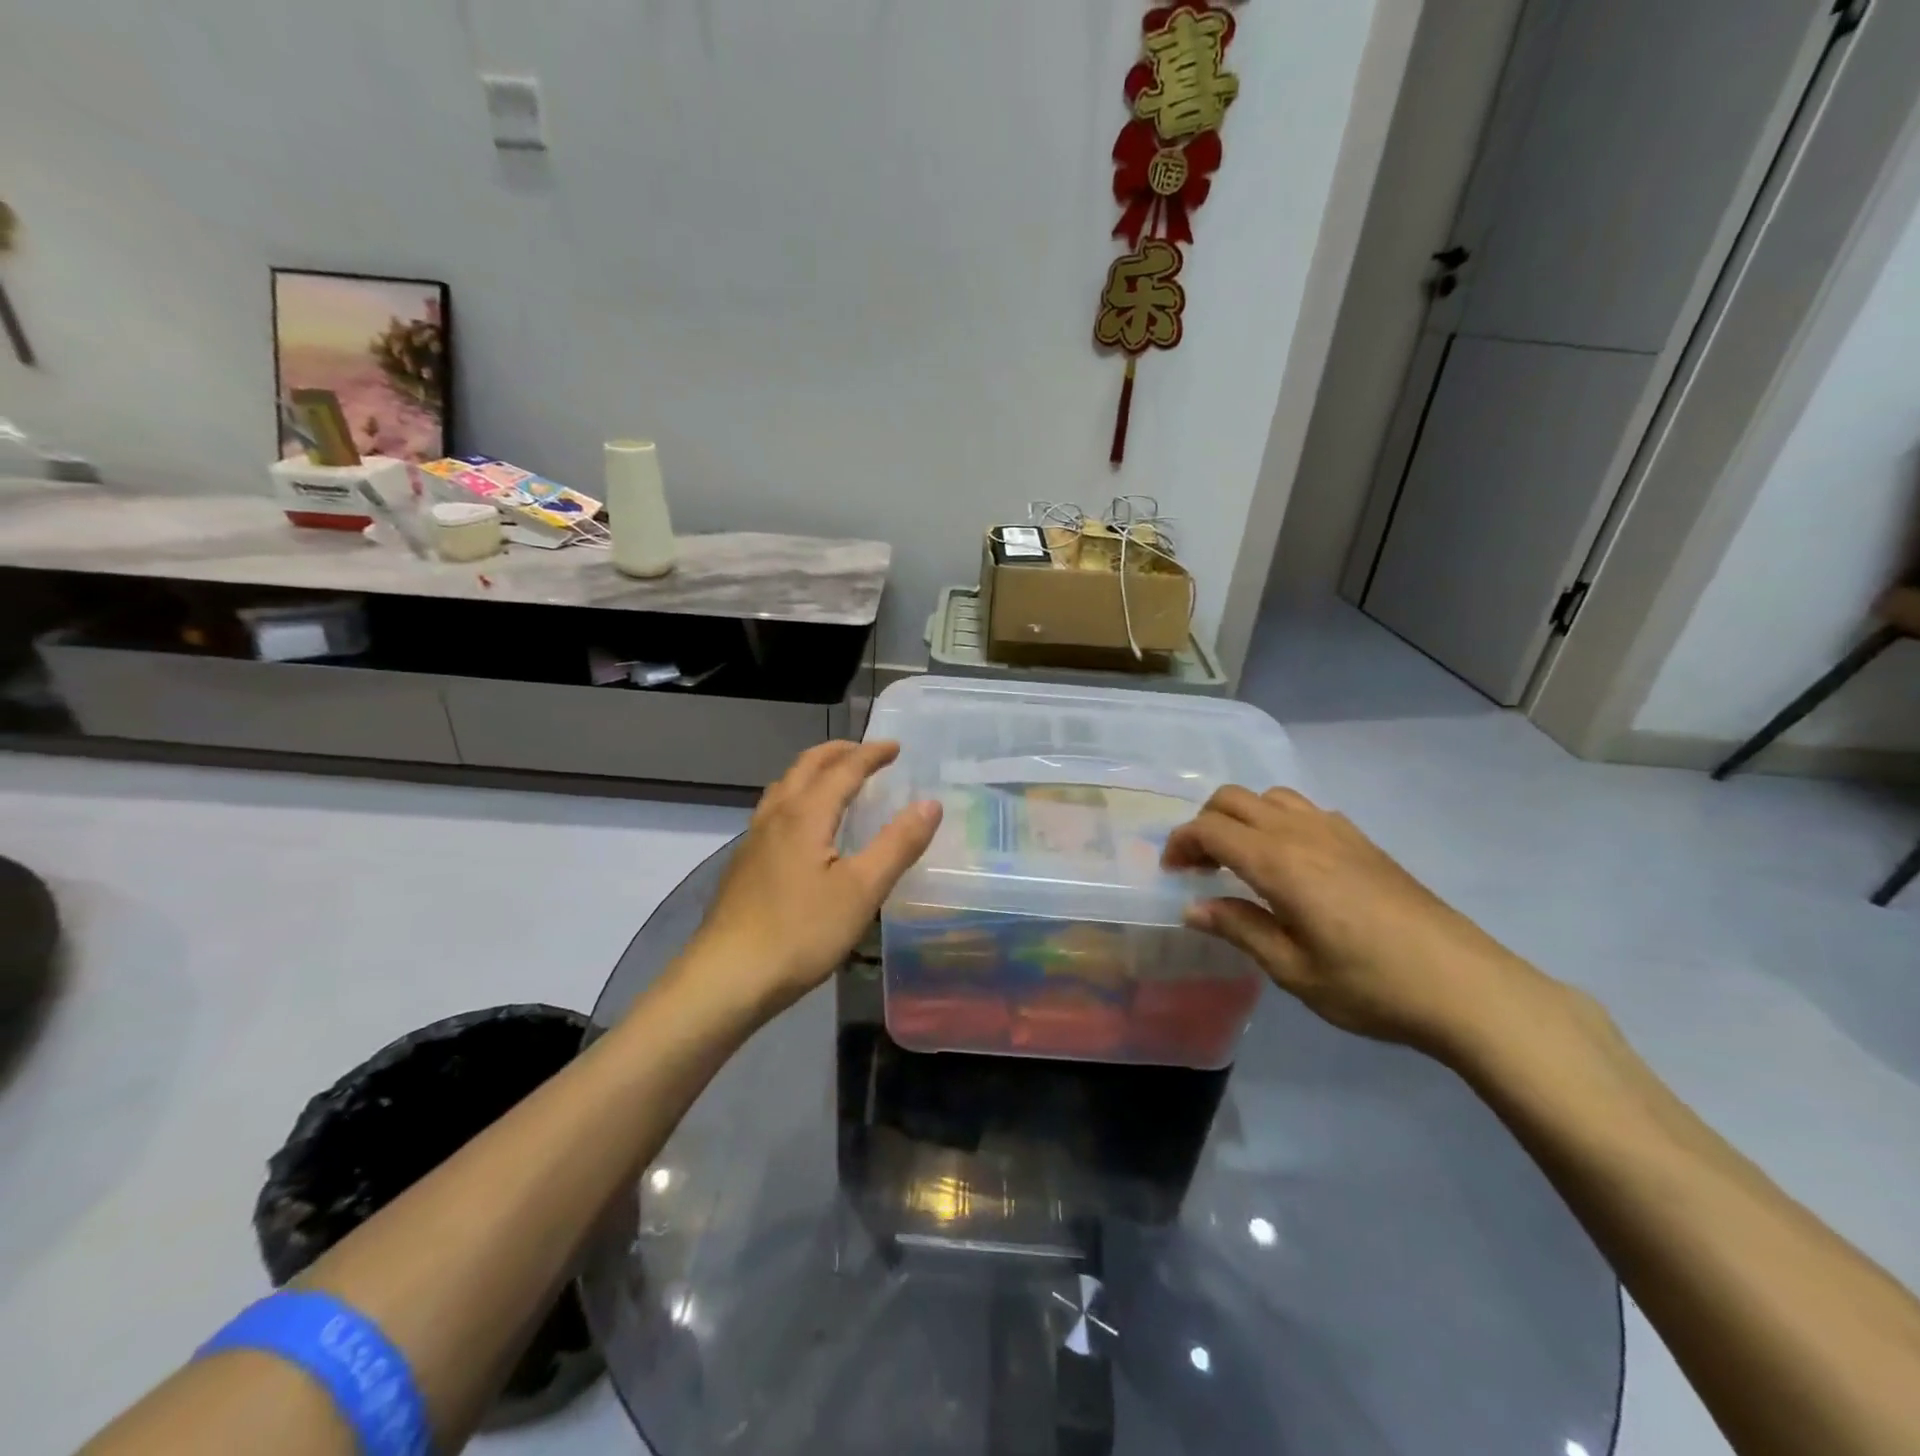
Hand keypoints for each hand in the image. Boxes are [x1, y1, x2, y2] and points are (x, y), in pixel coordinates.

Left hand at [679, 741, 940, 1017]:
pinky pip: (773, 812)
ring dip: (812, 772)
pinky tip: (803, 829)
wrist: (727, 978)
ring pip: (783, 787)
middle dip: (837, 753)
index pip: (844, 769)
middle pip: (806, 767)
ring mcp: (754, 840)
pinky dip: (797, 798)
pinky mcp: (743, 865)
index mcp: (806, 815)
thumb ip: (898, 844)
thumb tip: (930, 803)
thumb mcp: (862, 890)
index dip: (872, 755)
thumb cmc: (801, 932)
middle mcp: (776, 816)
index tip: (896, 747)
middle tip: (865, 753)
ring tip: (835, 781)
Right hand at [1163, 786, 1557, 1057]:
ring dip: (1241, 817)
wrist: (1467, 987)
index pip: (1210, 829)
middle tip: (1198, 866)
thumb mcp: (1293, 970)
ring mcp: (1337, 831)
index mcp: (1279, 862)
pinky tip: (1289, 862)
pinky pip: (1305, 809)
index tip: (1171, 873)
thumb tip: (1193, 907)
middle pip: (1234, 799)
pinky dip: (1277, 821)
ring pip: (1271, 796)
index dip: (1180, 843)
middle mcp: (1303, 832)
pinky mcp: (1363, 842)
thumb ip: (1239, 929)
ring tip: (1238, 858)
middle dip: (1204, 823)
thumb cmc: (1371, 985)